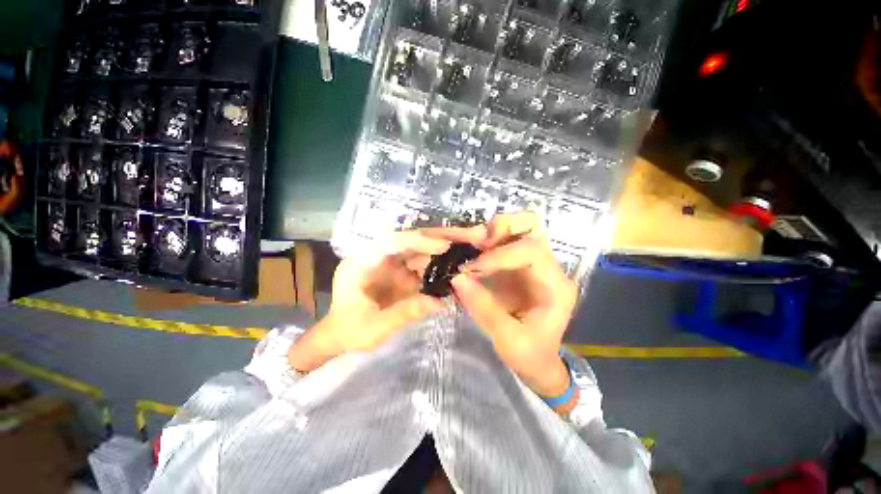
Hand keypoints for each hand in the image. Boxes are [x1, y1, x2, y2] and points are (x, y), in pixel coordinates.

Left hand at [287, 232, 447, 372]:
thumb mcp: (375, 327)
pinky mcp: (399, 274)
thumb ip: (405, 312)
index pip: (391, 242)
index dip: (418, 240)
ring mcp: (389, 265)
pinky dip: (435, 268)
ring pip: (417, 253)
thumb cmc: (350, 331)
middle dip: (436, 242)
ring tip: (463, 255)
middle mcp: (377, 257)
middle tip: (463, 244)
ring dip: (439, 254)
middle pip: (409, 242)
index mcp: (362, 262)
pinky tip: (451, 270)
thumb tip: (439, 302)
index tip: (443, 246)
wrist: (341, 337)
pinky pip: (420, 266)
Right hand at [428, 212, 577, 398]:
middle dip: (501, 228)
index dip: (499, 254)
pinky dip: (489, 240)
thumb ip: (482, 308)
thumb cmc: (530, 355)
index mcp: (555, 286)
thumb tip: (457, 277)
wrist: (539, 360)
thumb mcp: (506, 340)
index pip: (532, 251)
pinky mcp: (521, 264)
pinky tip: (474, 254)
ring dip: (494, 231)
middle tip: (476, 245)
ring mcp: (536, 263)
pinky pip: (507, 239)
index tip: (472, 268)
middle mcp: (550, 268)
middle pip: (532, 225)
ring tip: (474, 247)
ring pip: (521, 226)